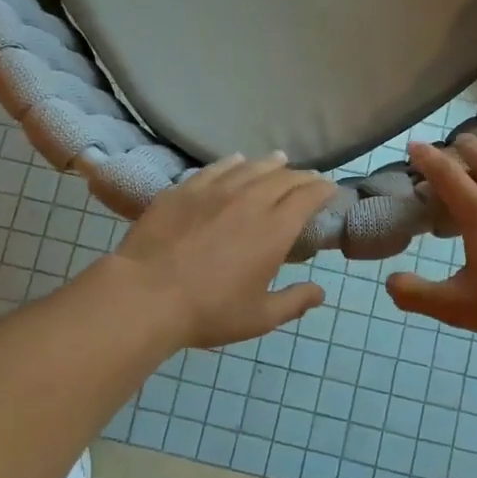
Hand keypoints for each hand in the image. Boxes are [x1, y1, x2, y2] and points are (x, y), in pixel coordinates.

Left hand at [108, 154, 336, 349]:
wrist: (146, 295)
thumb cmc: (208, 311)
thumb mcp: (259, 317)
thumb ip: (294, 302)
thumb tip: (320, 292)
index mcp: (274, 230)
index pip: (307, 197)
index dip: (322, 190)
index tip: (330, 189)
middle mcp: (249, 201)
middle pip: (282, 178)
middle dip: (301, 176)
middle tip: (308, 179)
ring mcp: (214, 191)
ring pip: (250, 167)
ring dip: (270, 164)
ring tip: (279, 160)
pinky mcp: (183, 190)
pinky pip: (215, 168)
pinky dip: (232, 163)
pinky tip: (235, 161)